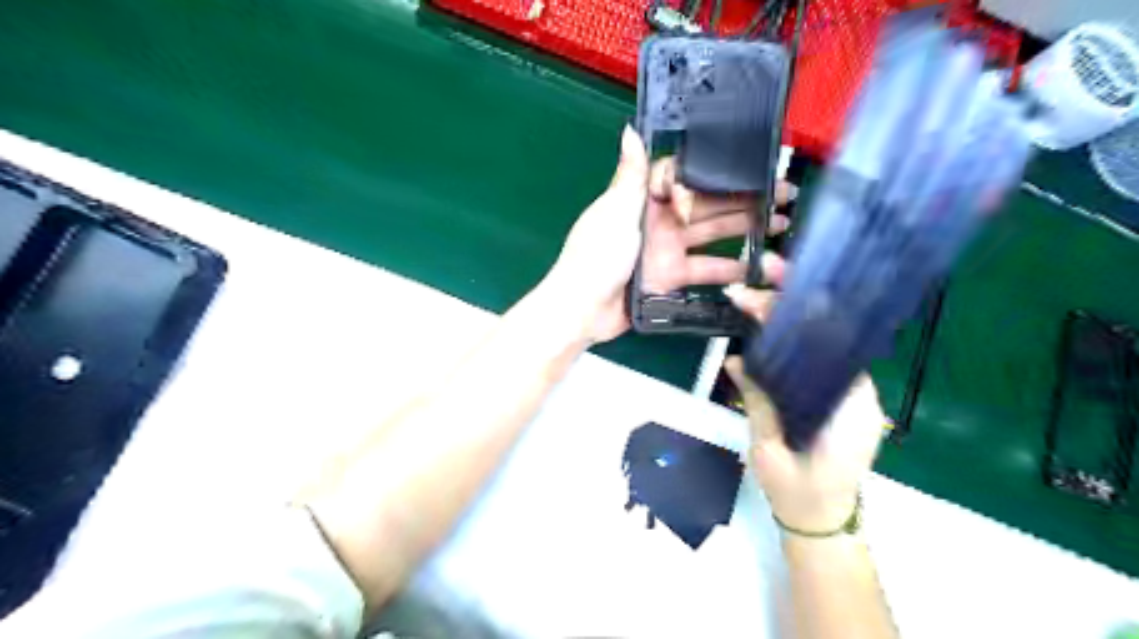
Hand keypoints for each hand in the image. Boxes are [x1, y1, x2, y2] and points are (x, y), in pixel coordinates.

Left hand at [540, 126, 793, 343]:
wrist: (583, 308)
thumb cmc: (596, 254)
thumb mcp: (614, 210)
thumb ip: (632, 175)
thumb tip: (631, 131)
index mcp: (644, 199)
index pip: (686, 179)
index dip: (714, 176)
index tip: (743, 175)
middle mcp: (659, 221)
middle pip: (707, 206)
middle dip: (742, 201)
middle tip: (780, 198)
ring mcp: (667, 251)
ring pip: (712, 237)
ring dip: (743, 232)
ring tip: (778, 228)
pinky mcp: (670, 279)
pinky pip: (704, 271)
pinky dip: (727, 271)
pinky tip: (753, 267)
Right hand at [725, 288, 883, 532]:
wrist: (822, 523)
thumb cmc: (799, 492)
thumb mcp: (771, 447)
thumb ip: (759, 400)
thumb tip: (736, 360)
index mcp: (849, 401)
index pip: (824, 339)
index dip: (790, 310)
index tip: (761, 292)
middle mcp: (857, 390)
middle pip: (827, 332)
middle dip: (792, 301)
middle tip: (759, 277)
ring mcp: (847, 394)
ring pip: (820, 344)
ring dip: (788, 318)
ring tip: (756, 295)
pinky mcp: (835, 399)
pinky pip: (814, 361)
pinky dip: (789, 342)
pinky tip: (765, 331)